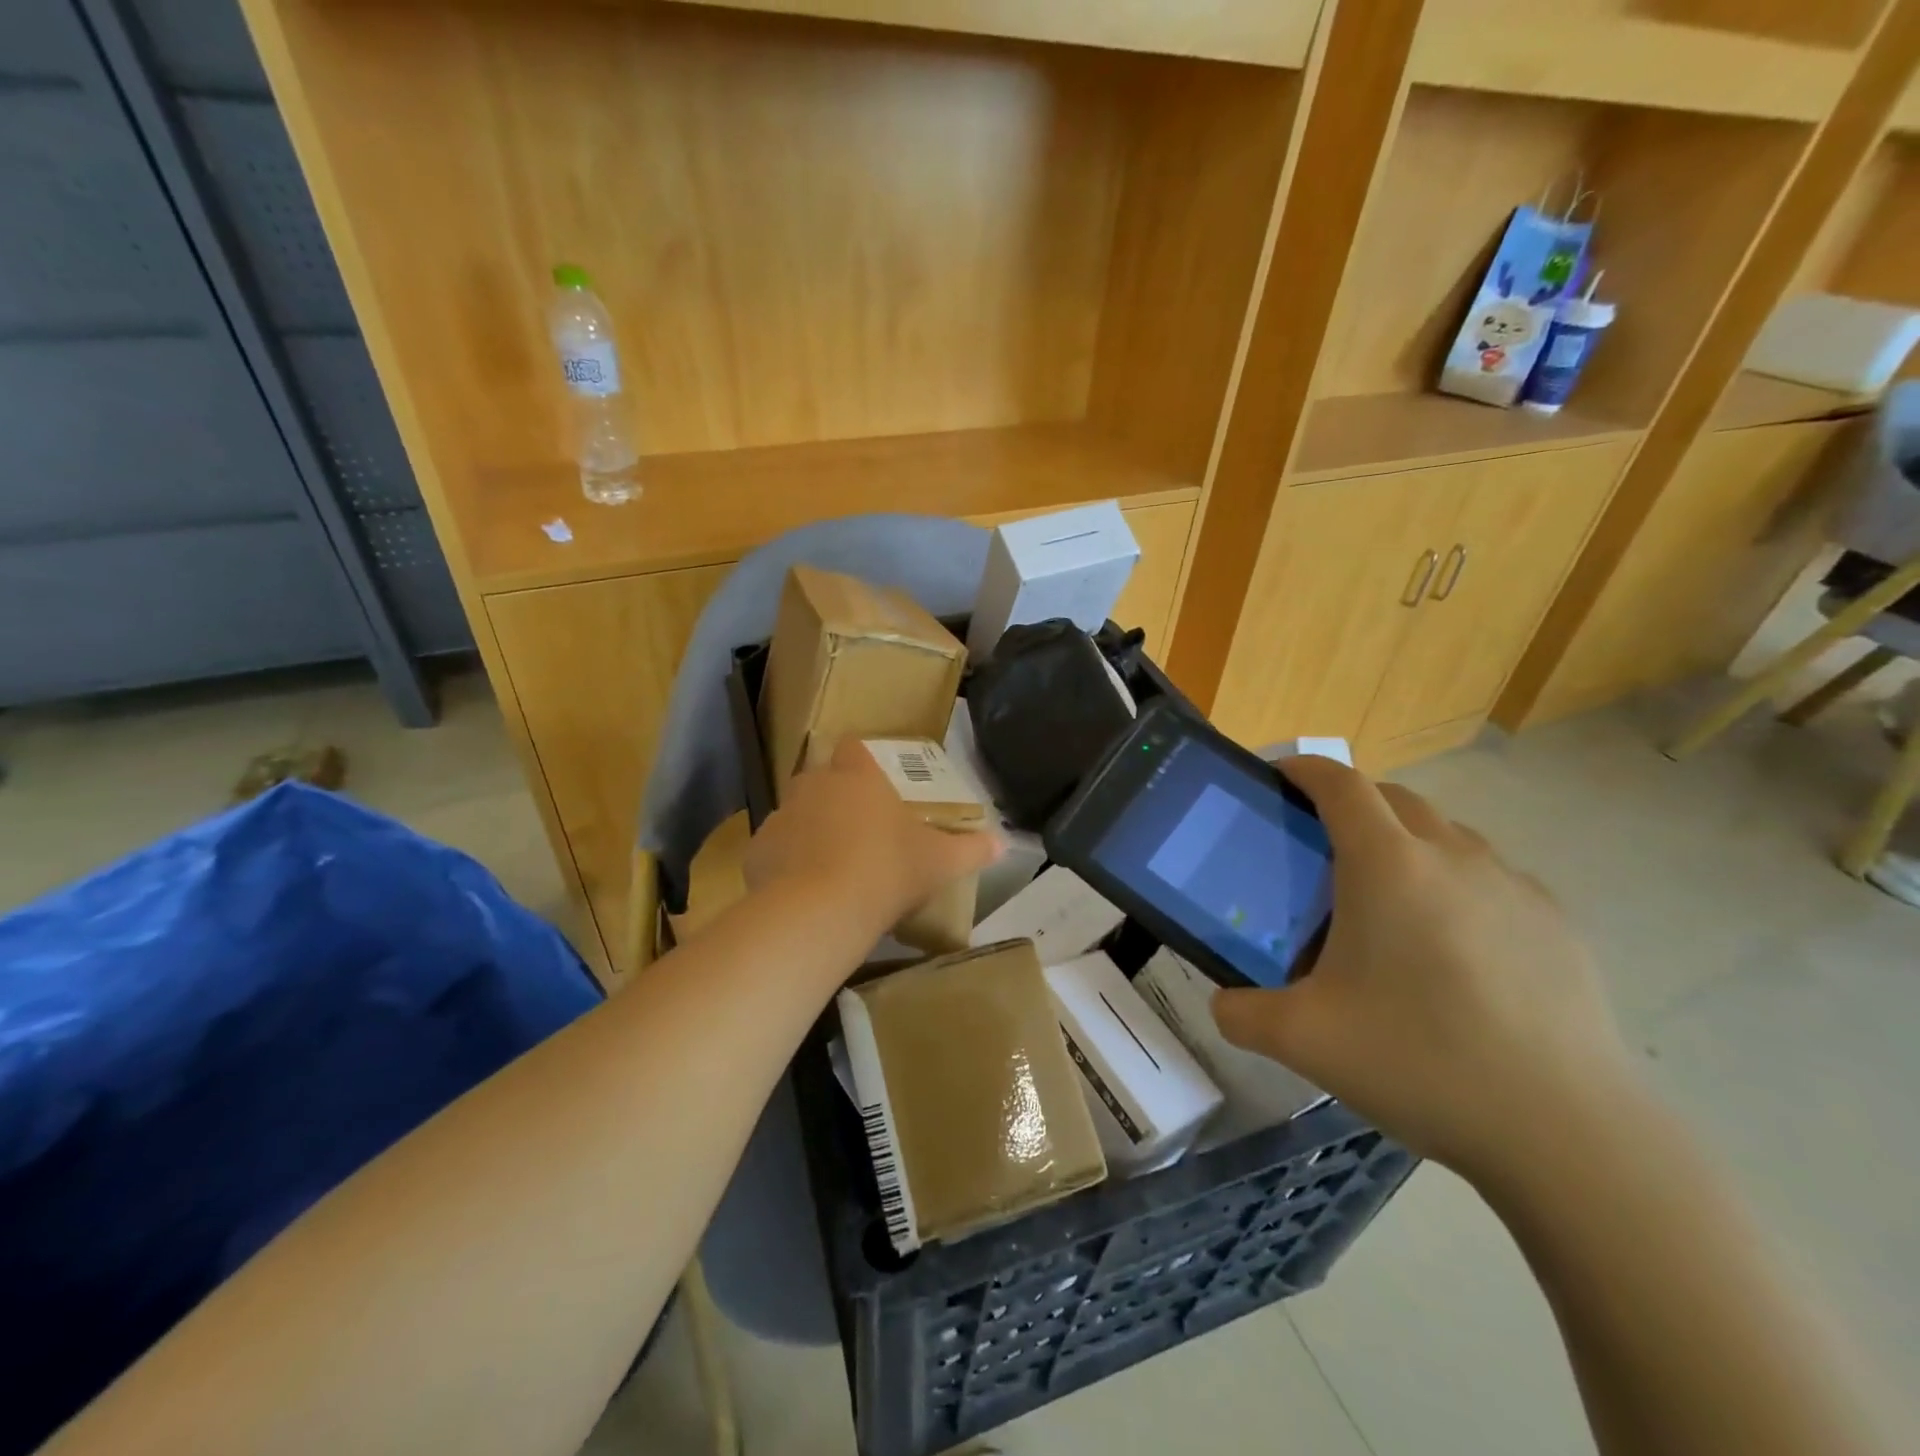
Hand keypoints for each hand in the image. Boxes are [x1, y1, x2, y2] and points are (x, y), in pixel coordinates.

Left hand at [745, 737, 1002, 938]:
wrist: (822, 909)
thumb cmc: (888, 870)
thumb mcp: (940, 862)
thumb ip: (972, 849)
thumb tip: (1003, 845)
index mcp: (858, 777)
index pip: (854, 748)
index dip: (861, 759)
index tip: (871, 781)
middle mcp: (815, 786)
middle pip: (821, 778)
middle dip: (834, 797)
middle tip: (857, 830)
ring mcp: (782, 816)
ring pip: (795, 814)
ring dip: (808, 830)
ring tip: (829, 865)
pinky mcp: (757, 849)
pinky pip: (774, 848)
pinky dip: (785, 862)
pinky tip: (802, 890)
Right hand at [1211, 755, 1638, 1186]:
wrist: (1568, 1133)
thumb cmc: (1420, 1061)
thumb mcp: (1302, 1040)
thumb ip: (1241, 1013)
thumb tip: (1223, 1004)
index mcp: (1387, 865)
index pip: (1339, 783)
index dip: (1304, 768)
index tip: (1278, 777)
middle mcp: (1452, 856)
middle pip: (1394, 798)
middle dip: (1351, 804)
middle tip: (1321, 848)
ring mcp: (1513, 886)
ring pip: (1446, 834)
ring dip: (1406, 843)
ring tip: (1387, 902)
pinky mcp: (1557, 923)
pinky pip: (1490, 878)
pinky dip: (1455, 885)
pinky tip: (1453, 950)